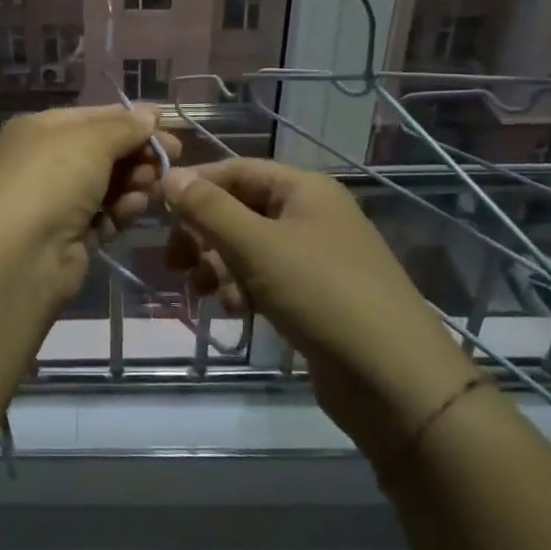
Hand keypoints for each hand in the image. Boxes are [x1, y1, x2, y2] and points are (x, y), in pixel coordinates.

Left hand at [0, 105, 179, 311]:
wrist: (21, 254)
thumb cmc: (53, 179)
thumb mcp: (91, 140)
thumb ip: (125, 127)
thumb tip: (149, 115)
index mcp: (41, 130)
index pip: (94, 116)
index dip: (131, 119)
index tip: (168, 125)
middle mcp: (46, 162)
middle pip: (103, 151)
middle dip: (138, 153)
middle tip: (173, 158)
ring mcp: (57, 200)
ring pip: (108, 184)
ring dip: (135, 181)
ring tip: (156, 184)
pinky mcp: (70, 236)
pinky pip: (105, 215)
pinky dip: (123, 209)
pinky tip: (137, 207)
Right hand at [161, 160, 477, 456]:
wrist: (394, 379)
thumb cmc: (323, 295)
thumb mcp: (257, 246)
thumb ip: (209, 209)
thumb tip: (169, 176)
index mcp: (304, 189)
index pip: (237, 170)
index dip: (196, 185)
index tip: (156, 208)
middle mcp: (311, 215)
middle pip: (240, 210)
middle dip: (204, 234)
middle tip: (174, 262)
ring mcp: (315, 257)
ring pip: (249, 248)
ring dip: (220, 265)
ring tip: (205, 292)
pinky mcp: (315, 296)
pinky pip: (266, 278)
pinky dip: (243, 289)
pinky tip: (234, 311)